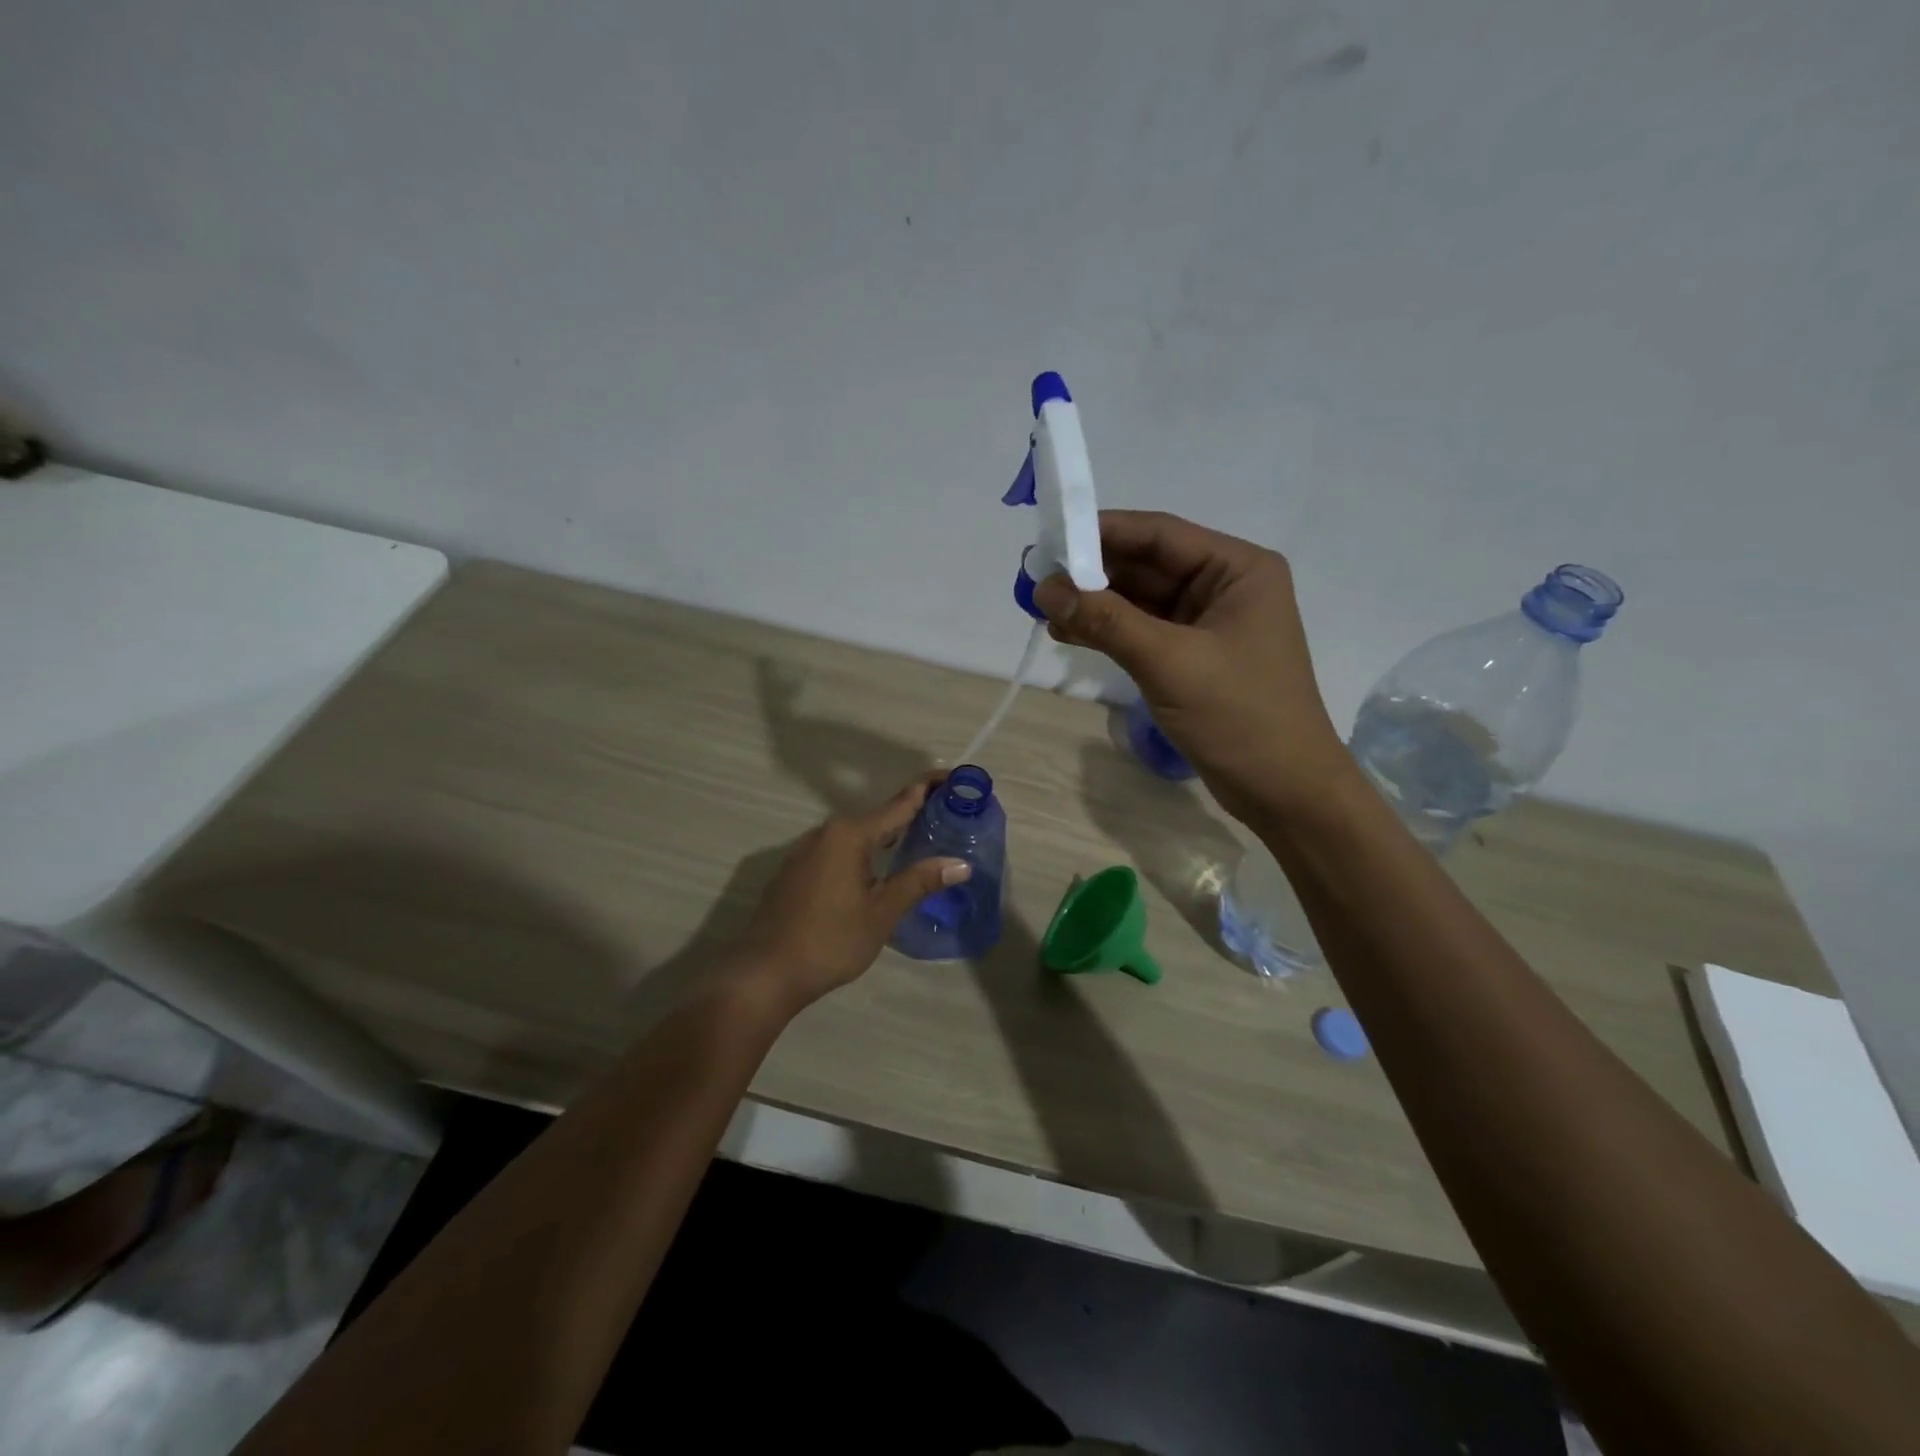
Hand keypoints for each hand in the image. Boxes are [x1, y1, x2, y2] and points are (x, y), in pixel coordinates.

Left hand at [727, 771, 970, 1012]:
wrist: (765, 973)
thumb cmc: (830, 940)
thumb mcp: (882, 912)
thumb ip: (919, 882)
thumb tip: (961, 864)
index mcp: (850, 834)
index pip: (900, 803)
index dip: (929, 788)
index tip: (955, 778)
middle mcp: (826, 832)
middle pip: (879, 817)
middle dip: (912, 815)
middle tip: (948, 819)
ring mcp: (806, 851)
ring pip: (857, 836)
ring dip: (888, 837)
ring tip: (921, 843)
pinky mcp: (796, 871)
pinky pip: (839, 851)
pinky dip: (865, 853)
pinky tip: (879, 872)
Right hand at [1033, 510, 1350, 824]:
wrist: (1283, 790)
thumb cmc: (1239, 716)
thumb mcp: (1169, 662)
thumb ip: (1107, 621)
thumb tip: (1045, 589)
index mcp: (1238, 569)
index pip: (1160, 535)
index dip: (1102, 533)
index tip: (1049, 537)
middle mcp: (1224, 587)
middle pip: (1147, 564)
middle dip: (1093, 572)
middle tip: (1037, 579)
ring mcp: (1208, 624)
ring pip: (1140, 599)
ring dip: (1095, 603)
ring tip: (1044, 609)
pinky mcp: (1193, 656)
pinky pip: (1143, 631)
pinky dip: (1108, 631)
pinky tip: (1068, 633)